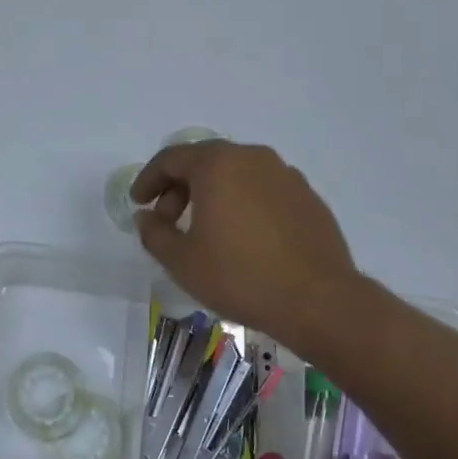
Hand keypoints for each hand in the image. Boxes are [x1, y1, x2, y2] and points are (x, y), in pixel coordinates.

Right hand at [131, 141, 362, 352]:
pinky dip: (242, 203)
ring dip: (212, 194)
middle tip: (168, 220)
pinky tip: (242, 237)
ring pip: (236, 174)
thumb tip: (146, 217)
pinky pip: (262, 189)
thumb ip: (154, 233)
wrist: (319, 300)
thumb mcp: (181, 261)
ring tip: (205, 231)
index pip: (171, 158)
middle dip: (179, 187)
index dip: (148, 180)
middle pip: (204, 161)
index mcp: (218, 164)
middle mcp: (252, 158)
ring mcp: (285, 175)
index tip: (138, 204)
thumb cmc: (240, 276)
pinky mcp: (307, 196)